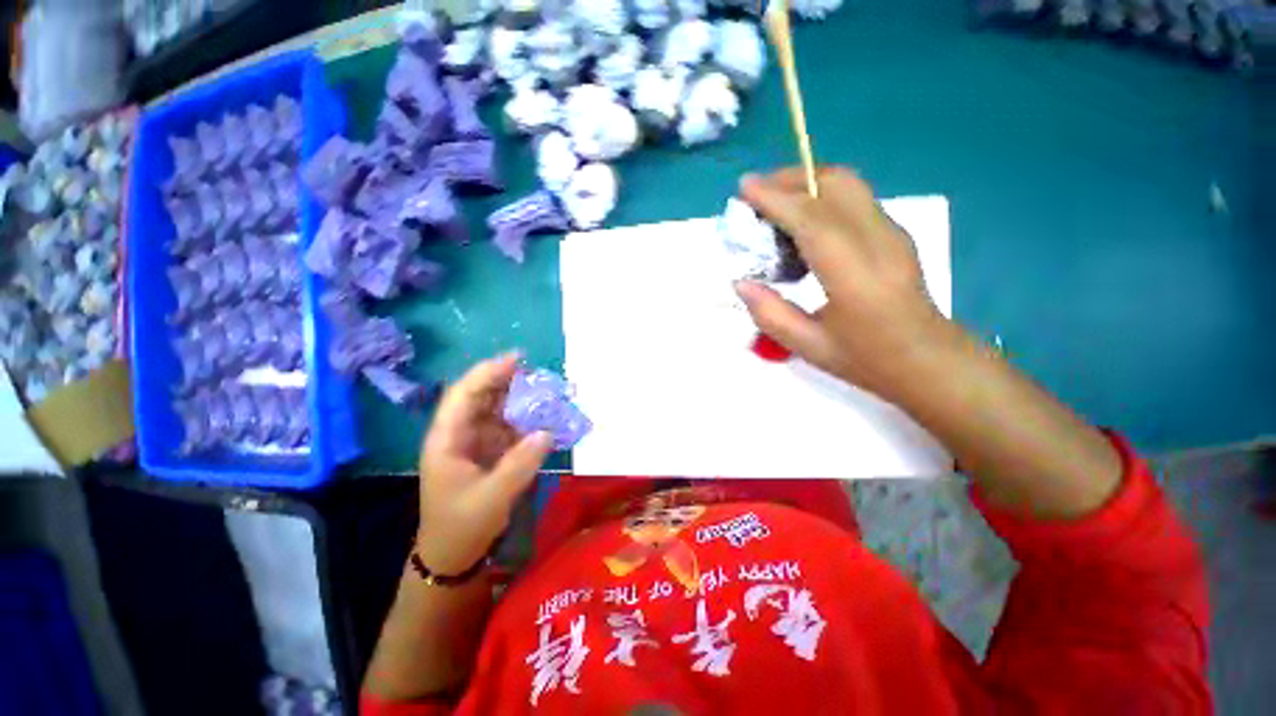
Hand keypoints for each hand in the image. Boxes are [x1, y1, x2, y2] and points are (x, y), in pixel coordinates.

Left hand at [416, 354, 552, 574]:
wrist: (454, 555)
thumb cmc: (462, 526)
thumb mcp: (492, 498)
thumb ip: (520, 464)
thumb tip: (547, 432)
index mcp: (447, 440)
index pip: (464, 395)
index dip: (488, 372)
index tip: (517, 359)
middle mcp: (459, 433)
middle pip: (481, 396)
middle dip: (508, 381)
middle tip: (539, 373)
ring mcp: (475, 441)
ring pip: (497, 409)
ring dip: (520, 398)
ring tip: (547, 391)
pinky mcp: (490, 451)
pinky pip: (509, 426)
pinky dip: (527, 419)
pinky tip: (545, 417)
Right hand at [735, 166, 961, 399]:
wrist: (930, 360)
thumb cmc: (868, 359)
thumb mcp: (809, 347)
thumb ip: (770, 314)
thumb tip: (740, 282)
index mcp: (855, 277)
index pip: (813, 221)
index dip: (777, 199)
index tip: (745, 188)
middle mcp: (878, 242)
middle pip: (835, 185)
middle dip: (790, 179)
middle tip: (755, 194)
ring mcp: (892, 232)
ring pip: (848, 184)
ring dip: (805, 182)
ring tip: (772, 202)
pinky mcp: (895, 231)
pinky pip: (853, 197)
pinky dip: (820, 195)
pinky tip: (801, 220)